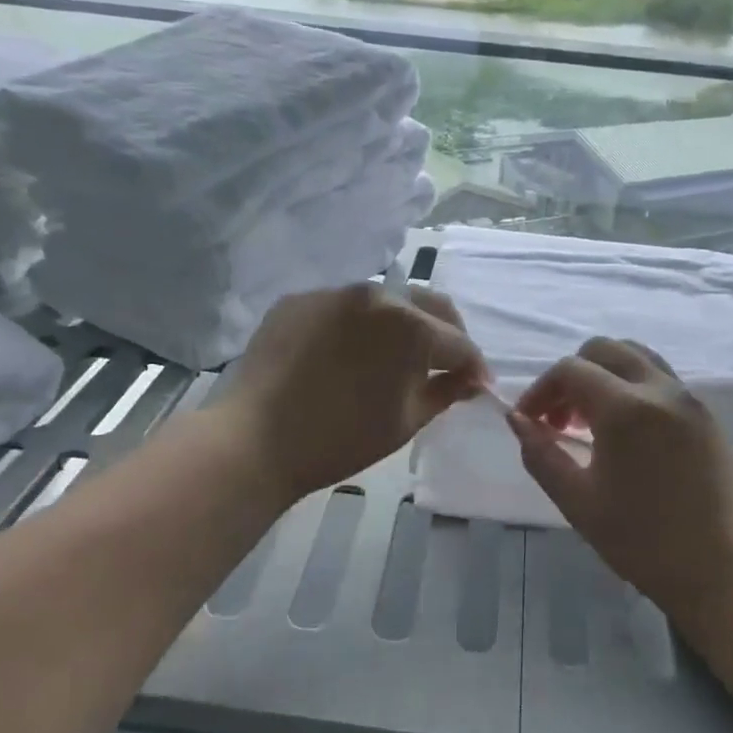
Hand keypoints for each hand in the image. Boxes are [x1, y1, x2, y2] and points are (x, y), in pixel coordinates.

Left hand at [225, 283, 486, 502]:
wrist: (255, 440)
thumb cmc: (340, 440)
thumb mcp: (405, 422)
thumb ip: (445, 393)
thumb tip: (471, 380)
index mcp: (410, 326)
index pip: (458, 342)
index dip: (473, 366)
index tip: (477, 385)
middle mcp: (376, 294)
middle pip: (428, 305)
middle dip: (446, 333)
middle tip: (446, 364)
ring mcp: (334, 292)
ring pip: (385, 301)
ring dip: (401, 324)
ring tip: (395, 356)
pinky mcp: (299, 299)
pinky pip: (342, 307)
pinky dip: (357, 326)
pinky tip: (347, 354)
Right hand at [506, 338, 732, 626]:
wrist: (721, 573)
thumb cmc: (641, 541)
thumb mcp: (577, 501)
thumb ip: (540, 454)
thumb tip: (517, 419)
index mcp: (626, 408)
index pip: (570, 370)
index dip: (540, 390)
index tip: (529, 422)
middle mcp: (661, 389)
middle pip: (604, 350)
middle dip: (571, 375)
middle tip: (559, 420)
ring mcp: (690, 399)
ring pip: (636, 357)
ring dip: (603, 375)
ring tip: (590, 422)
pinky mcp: (707, 416)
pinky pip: (661, 379)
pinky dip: (632, 386)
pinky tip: (625, 433)